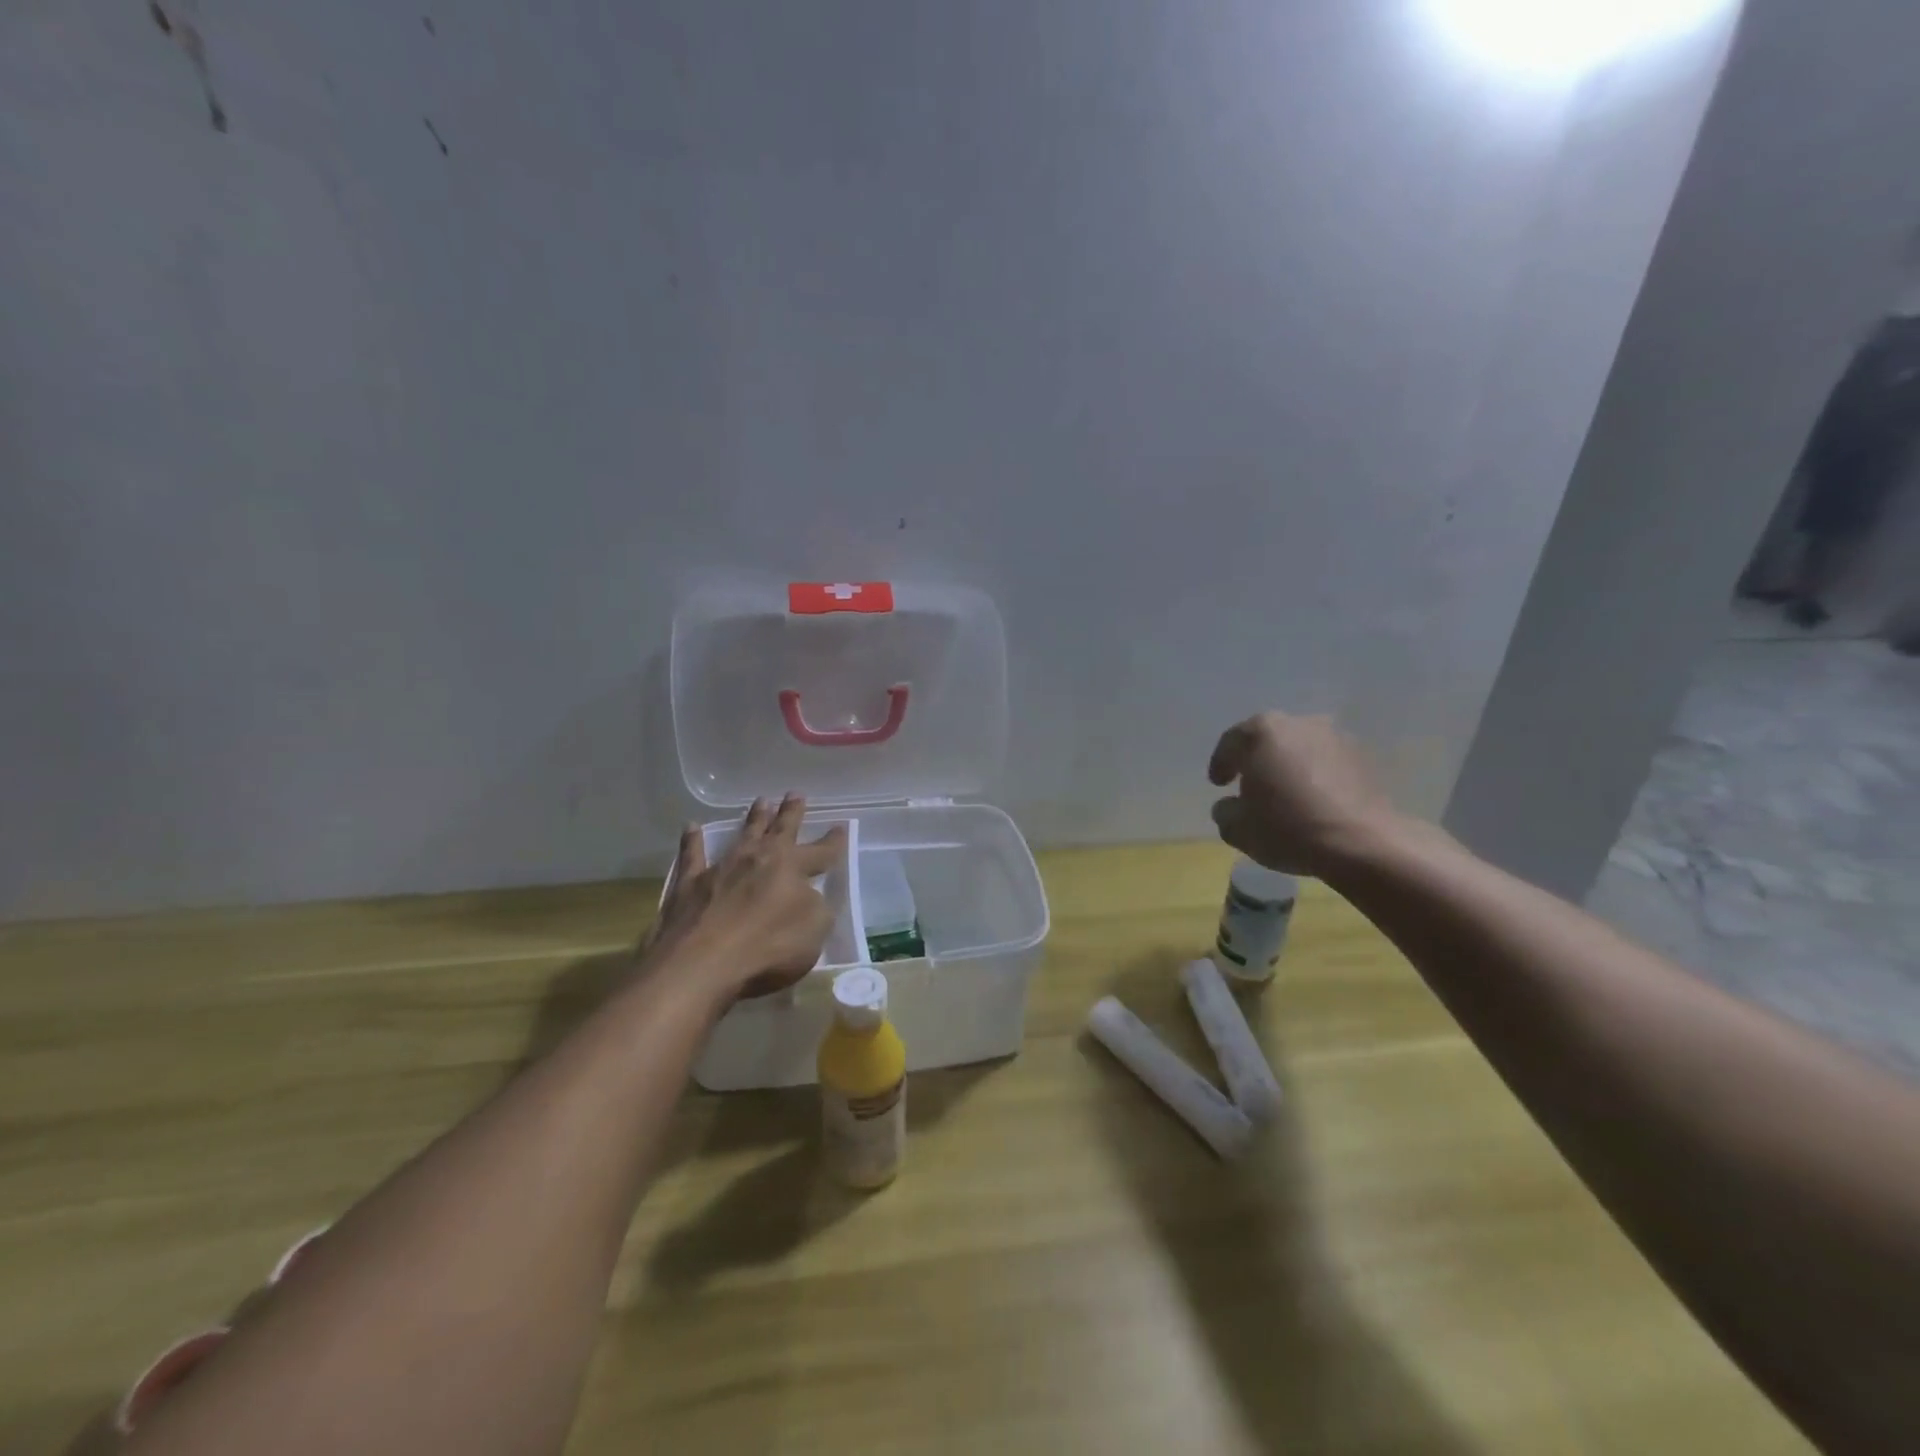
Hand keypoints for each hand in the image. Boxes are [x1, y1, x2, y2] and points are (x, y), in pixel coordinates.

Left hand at [647, 794, 848, 1000]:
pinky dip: (692, 842)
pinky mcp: (688, 886)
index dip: (832, 842)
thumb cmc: (768, 948)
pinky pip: (692, 856)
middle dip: (790, 813)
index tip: (841, 827)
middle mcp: (758, 860)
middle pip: (780, 831)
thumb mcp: (814, 932)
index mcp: (792, 868)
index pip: (820, 852)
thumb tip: (810, 896)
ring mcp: (721, 869)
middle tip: (795, 794)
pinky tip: (691, 827)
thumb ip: (817, 909)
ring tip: (761, 801)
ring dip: (753, 819)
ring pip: (742, 836)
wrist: (700, 963)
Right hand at [1207, 712, 1397, 875]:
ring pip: (1299, 749)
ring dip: (1289, 767)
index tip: (1218, 784)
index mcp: (1261, 732)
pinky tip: (1314, 801)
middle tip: (1249, 785)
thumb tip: (1231, 805)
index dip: (1221, 764)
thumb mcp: (1238, 828)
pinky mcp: (1364, 757)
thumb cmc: (1289, 828)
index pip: (1231, 743)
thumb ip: (1225, 811)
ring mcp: (1336, 737)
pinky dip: (1316, 776)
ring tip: (1285, 795)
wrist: (1364, 843)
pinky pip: (1327, 763)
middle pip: (1267, 740)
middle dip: (1256, 761)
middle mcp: (1299, 723)